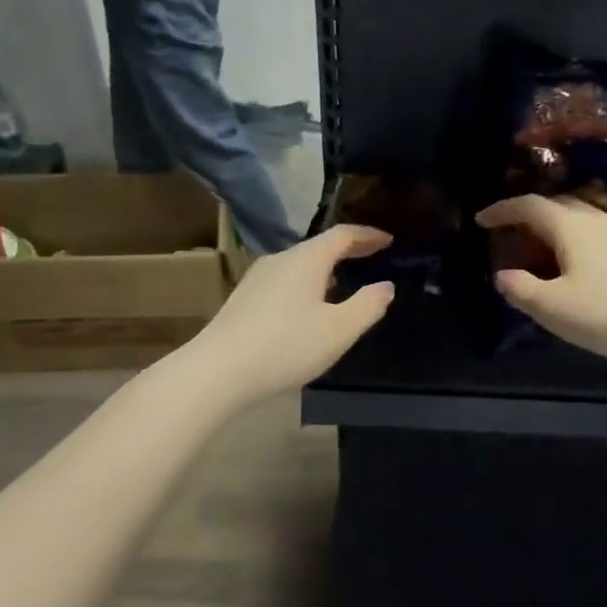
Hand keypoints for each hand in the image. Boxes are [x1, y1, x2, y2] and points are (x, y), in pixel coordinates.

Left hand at [186, 226, 395, 401]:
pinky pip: (284, 281)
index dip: (368, 235)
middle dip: (347, 251)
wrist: (218, 371)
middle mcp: (280, 259)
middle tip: (370, 259)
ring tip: (343, 285)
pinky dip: (306, 284)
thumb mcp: (339, 331)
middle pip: (319, 247)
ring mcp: (258, 278)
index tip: (388, 240)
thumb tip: (386, 286)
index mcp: (307, 259)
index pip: (343, 235)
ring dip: (325, 269)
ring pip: (299, 265)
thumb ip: (368, 306)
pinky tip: (308, 309)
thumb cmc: (286, 347)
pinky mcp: (243, 298)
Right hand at [477, 195, 606, 375]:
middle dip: (528, 216)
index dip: (502, 210)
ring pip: (580, 218)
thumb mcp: (553, 308)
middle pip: (556, 205)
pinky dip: (575, 240)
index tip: (481, 220)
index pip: (529, 205)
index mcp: (571, 226)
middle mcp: (597, 219)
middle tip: (509, 235)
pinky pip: (597, 234)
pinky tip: (577, 266)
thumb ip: (521, 289)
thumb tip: (503, 276)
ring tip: (540, 251)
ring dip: (554, 228)